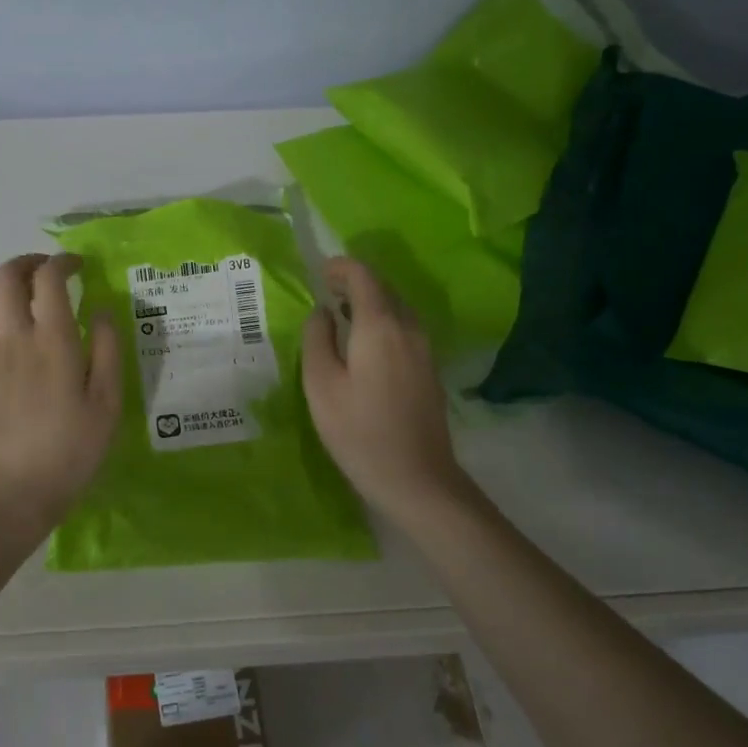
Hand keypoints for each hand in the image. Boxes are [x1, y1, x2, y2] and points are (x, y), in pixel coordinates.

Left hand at [0, 254, 121, 533]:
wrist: (8, 494)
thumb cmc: (69, 451)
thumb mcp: (107, 404)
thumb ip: (107, 350)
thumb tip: (100, 310)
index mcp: (53, 339)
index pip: (48, 277)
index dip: (62, 261)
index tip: (77, 266)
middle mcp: (13, 337)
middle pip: (5, 276)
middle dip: (27, 263)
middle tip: (47, 274)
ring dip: (3, 292)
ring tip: (23, 307)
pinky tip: (6, 350)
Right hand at [302, 257, 469, 519]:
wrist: (417, 479)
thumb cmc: (359, 431)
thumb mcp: (321, 385)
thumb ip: (317, 339)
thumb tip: (322, 312)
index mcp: (380, 326)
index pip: (363, 276)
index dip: (340, 267)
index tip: (319, 273)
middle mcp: (409, 328)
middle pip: (384, 288)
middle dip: (355, 282)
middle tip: (325, 291)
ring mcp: (425, 349)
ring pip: (397, 308)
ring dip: (370, 302)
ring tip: (341, 315)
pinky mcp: (430, 369)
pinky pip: (404, 329)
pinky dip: (382, 322)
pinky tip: (364, 345)